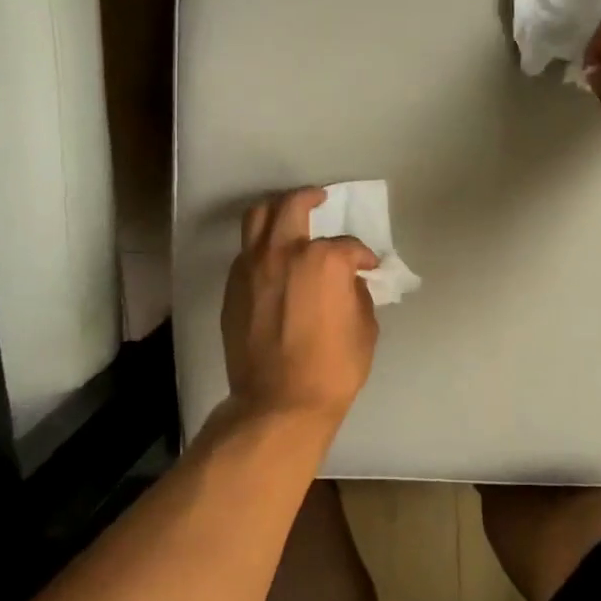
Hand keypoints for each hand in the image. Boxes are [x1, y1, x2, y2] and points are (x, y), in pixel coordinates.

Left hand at [222, 189, 380, 426]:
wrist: (278, 402)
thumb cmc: (333, 368)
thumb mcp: (364, 328)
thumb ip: (357, 295)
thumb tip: (348, 282)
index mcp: (323, 260)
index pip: (347, 245)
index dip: (362, 255)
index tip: (367, 267)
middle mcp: (284, 253)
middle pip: (293, 206)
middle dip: (310, 198)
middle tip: (320, 199)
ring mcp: (252, 267)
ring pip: (258, 218)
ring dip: (276, 210)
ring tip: (288, 213)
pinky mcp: (233, 287)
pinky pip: (246, 251)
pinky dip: (261, 245)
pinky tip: (272, 258)